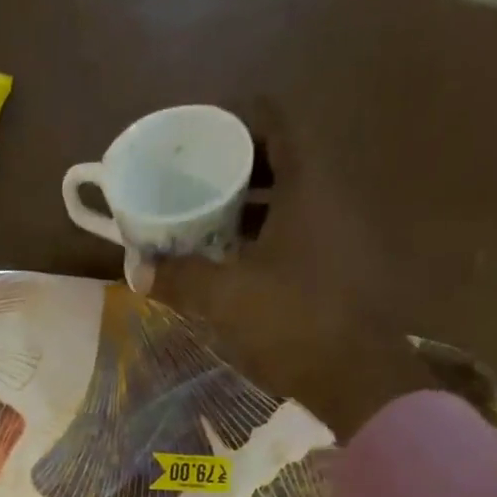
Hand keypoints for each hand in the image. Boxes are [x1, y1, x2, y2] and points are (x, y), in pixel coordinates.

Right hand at [149, 100, 431, 440]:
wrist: (358, 376)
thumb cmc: (292, 321)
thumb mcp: (224, 298)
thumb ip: (180, 278)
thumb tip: (138, 271)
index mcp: (308, 186)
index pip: (277, 122)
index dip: (238, 119)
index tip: (202, 138)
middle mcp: (332, 197)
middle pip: (284, 159)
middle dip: (238, 167)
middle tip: (197, 184)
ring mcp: (343, 233)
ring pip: (293, 200)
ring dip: (253, 206)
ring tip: (209, 223)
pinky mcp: (344, 267)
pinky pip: (301, 233)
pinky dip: (269, 236)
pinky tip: (239, 264)